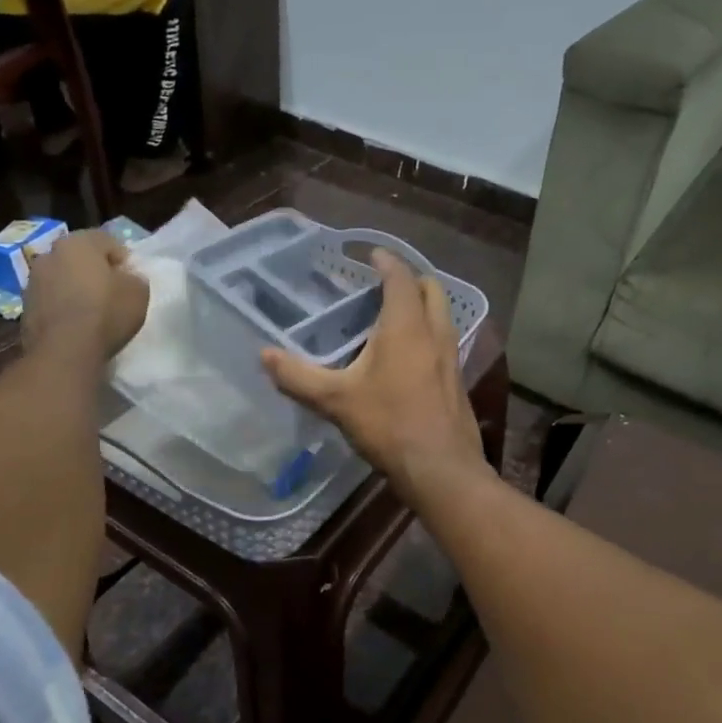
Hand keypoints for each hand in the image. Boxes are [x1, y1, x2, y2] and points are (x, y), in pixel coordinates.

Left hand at [23, 229, 148, 361]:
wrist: (64, 351)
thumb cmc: (106, 313)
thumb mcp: (138, 294)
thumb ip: (135, 279)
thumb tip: (127, 278)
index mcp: (78, 243)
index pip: (106, 240)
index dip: (122, 258)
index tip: (131, 277)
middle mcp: (50, 254)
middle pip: (79, 257)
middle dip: (95, 270)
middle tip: (112, 290)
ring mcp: (33, 281)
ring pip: (62, 277)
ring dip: (75, 287)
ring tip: (92, 309)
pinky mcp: (25, 307)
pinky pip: (51, 299)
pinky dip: (63, 306)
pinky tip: (76, 324)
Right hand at [262, 251, 485, 505]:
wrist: (441, 468)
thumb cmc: (389, 424)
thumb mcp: (335, 400)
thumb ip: (297, 376)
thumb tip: (264, 355)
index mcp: (406, 325)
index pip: (400, 277)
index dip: (386, 261)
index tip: (371, 254)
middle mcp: (435, 333)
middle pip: (431, 289)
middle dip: (409, 279)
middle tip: (382, 285)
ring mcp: (451, 357)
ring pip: (442, 316)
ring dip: (422, 306)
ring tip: (392, 317)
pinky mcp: (457, 380)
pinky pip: (444, 341)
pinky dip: (428, 333)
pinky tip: (408, 357)